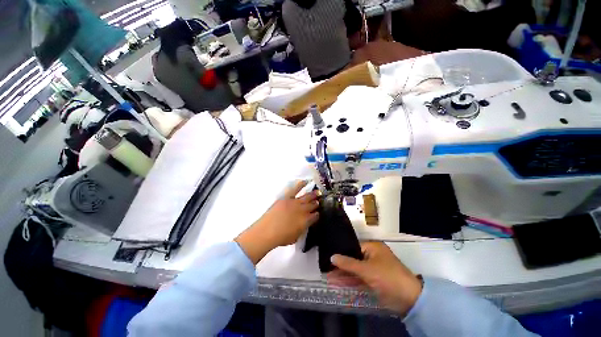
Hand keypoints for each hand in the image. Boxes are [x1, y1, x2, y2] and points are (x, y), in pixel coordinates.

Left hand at [235, 181, 319, 263]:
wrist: (267, 231)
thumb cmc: (281, 238)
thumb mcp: (295, 237)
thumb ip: (302, 229)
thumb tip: (305, 223)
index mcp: (306, 221)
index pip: (315, 216)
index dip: (317, 214)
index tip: (317, 213)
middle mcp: (303, 210)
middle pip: (312, 205)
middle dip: (316, 203)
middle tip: (319, 201)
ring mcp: (295, 203)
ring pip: (307, 196)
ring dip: (313, 194)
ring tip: (318, 191)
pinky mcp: (287, 198)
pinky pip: (295, 189)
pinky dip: (301, 184)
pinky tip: (305, 181)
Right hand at [330, 242, 421, 315]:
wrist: (409, 300)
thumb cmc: (388, 277)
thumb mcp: (367, 269)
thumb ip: (348, 263)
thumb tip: (332, 256)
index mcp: (372, 247)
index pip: (353, 246)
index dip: (341, 252)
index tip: (328, 256)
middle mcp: (372, 256)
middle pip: (352, 259)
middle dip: (340, 265)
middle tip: (326, 268)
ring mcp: (372, 269)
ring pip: (354, 270)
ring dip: (343, 274)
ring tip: (328, 277)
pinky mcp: (373, 281)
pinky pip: (359, 278)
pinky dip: (349, 281)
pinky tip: (338, 283)